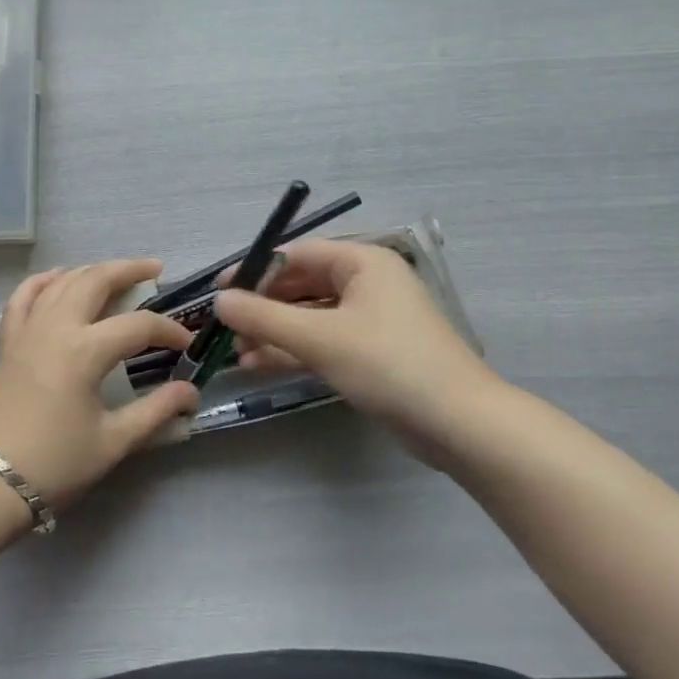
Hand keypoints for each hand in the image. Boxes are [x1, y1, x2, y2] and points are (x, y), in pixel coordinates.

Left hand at [0, 258, 198, 510]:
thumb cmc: (53, 464)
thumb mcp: (112, 442)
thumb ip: (155, 412)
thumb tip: (191, 393)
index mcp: (84, 350)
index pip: (138, 326)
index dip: (168, 331)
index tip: (187, 344)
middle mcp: (55, 327)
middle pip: (95, 280)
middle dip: (128, 270)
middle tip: (155, 270)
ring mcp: (27, 330)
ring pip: (61, 282)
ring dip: (91, 270)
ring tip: (115, 273)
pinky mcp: (7, 342)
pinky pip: (23, 297)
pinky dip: (42, 281)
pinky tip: (57, 277)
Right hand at [214, 239, 499, 457]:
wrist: (459, 424)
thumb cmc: (388, 364)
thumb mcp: (320, 338)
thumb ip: (264, 317)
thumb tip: (219, 300)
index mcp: (363, 263)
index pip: (298, 254)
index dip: (256, 270)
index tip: (220, 291)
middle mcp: (368, 283)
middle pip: (302, 285)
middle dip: (263, 306)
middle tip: (225, 326)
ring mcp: (372, 320)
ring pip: (311, 317)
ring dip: (274, 331)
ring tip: (235, 350)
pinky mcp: (373, 353)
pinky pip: (324, 341)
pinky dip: (294, 350)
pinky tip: (258, 365)